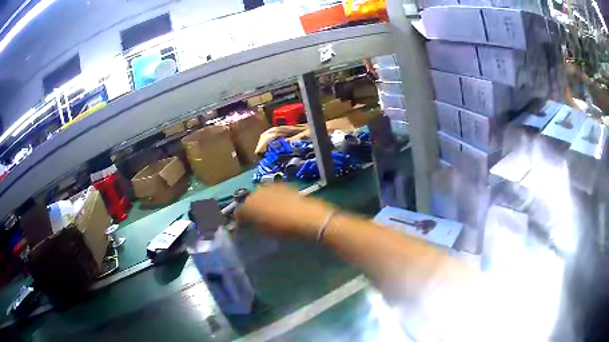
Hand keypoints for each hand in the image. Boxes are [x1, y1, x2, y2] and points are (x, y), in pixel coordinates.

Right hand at [235, 184, 335, 238]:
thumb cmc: (285, 228)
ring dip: (261, 202)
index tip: (243, 228)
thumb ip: (254, 226)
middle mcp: (257, 192)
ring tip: (267, 212)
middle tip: (254, 220)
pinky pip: (273, 191)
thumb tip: (250, 225)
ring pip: (261, 194)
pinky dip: (272, 197)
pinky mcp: (284, 185)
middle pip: (249, 200)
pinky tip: (279, 205)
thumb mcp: (265, 231)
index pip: (239, 212)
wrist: (309, 217)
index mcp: (249, 204)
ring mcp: (271, 186)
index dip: (240, 221)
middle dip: (250, 209)